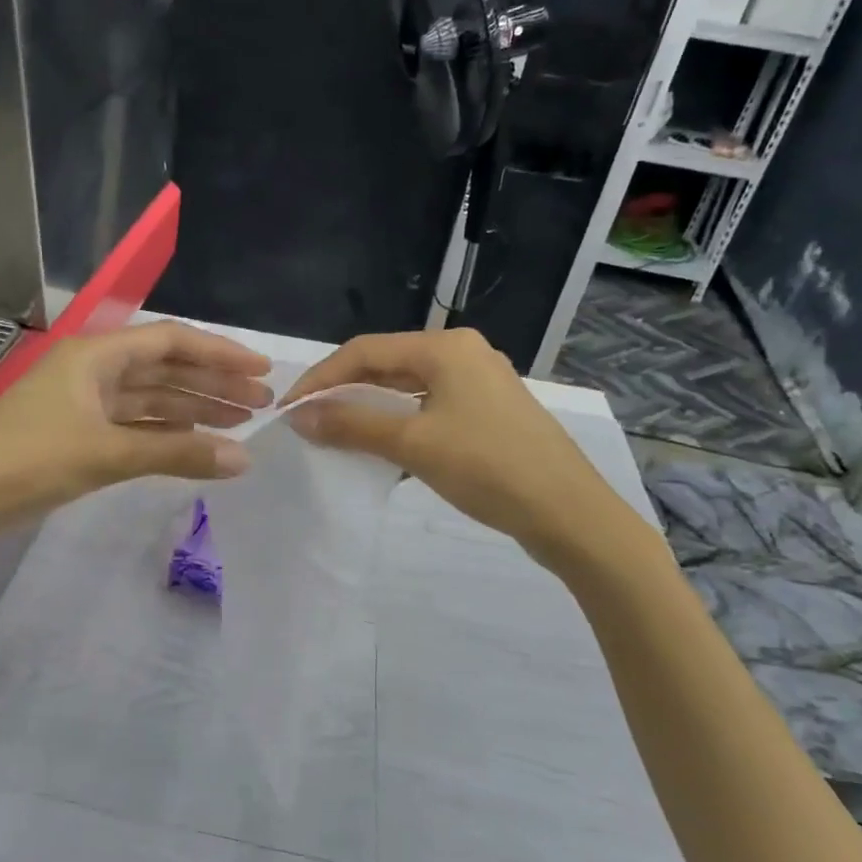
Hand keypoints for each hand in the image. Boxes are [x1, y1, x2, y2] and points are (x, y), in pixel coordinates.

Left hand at [0, 321, 272, 546]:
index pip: (171, 342)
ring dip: (195, 409)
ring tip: (241, 423)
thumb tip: (243, 459)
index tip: (261, 370)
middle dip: (213, 383)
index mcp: (96, 355)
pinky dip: (167, 435)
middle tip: (262, 403)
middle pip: (165, 368)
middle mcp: (93, 370)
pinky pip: (136, 426)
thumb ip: (177, 454)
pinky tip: (198, 445)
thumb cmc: (27, 462)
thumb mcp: (106, 454)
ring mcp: (86, 404)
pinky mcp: (80, 435)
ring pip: (152, 399)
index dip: (219, 353)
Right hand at [282, 328, 646, 565]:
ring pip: (409, 388)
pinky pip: (431, 408)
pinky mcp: (490, 413)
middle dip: (346, 392)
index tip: (290, 409)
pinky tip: (382, 450)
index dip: (322, 377)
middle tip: (310, 422)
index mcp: (446, 347)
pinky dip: (400, 424)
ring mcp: (481, 384)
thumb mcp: (413, 444)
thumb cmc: (488, 468)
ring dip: (371, 409)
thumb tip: (300, 416)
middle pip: (388, 364)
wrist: (570, 514)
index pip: (366, 350)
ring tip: (338, 436)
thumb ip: (353, 424)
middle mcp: (464, 354)